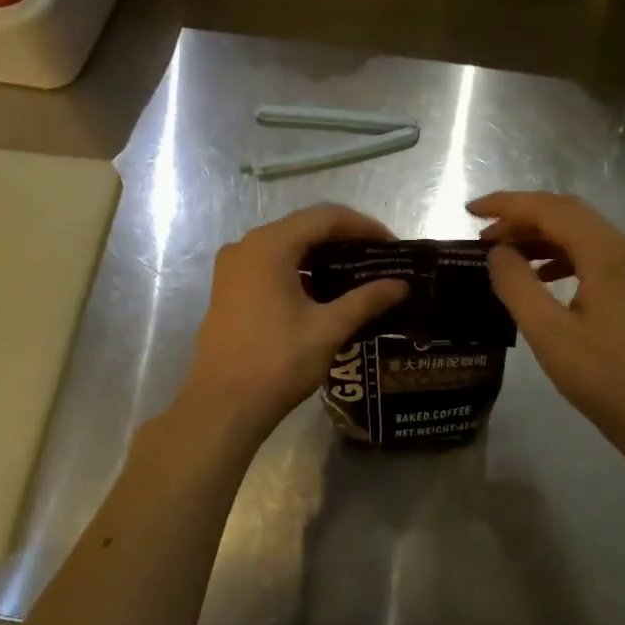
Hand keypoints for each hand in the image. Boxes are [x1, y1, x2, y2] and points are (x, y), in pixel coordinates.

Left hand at [180, 204, 409, 442]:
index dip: (363, 227)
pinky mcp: (229, 290)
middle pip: (304, 228)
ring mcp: (233, 268)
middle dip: (345, 240)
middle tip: (380, 260)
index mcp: (269, 246)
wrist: (222, 406)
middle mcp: (246, 246)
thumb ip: (366, 300)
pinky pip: (271, 266)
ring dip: (323, 257)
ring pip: (287, 248)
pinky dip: (301, 271)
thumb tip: (401, 285)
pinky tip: (325, 293)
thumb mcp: (328, 329)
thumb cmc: (277, 362)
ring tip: (359, 276)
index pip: (325, 218)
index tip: (393, 246)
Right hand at [470, 191, 624, 459]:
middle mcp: (623, 247)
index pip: (550, 209)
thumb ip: (517, 285)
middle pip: (566, 213)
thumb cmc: (604, 376)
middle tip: (481, 235)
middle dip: (520, 217)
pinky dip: (556, 256)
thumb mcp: (548, 332)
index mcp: (605, 251)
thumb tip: (497, 252)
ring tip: (501, 254)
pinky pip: (588, 255)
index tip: (469, 211)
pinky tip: (537, 276)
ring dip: (538, 236)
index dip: (507, 204)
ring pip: (578, 233)